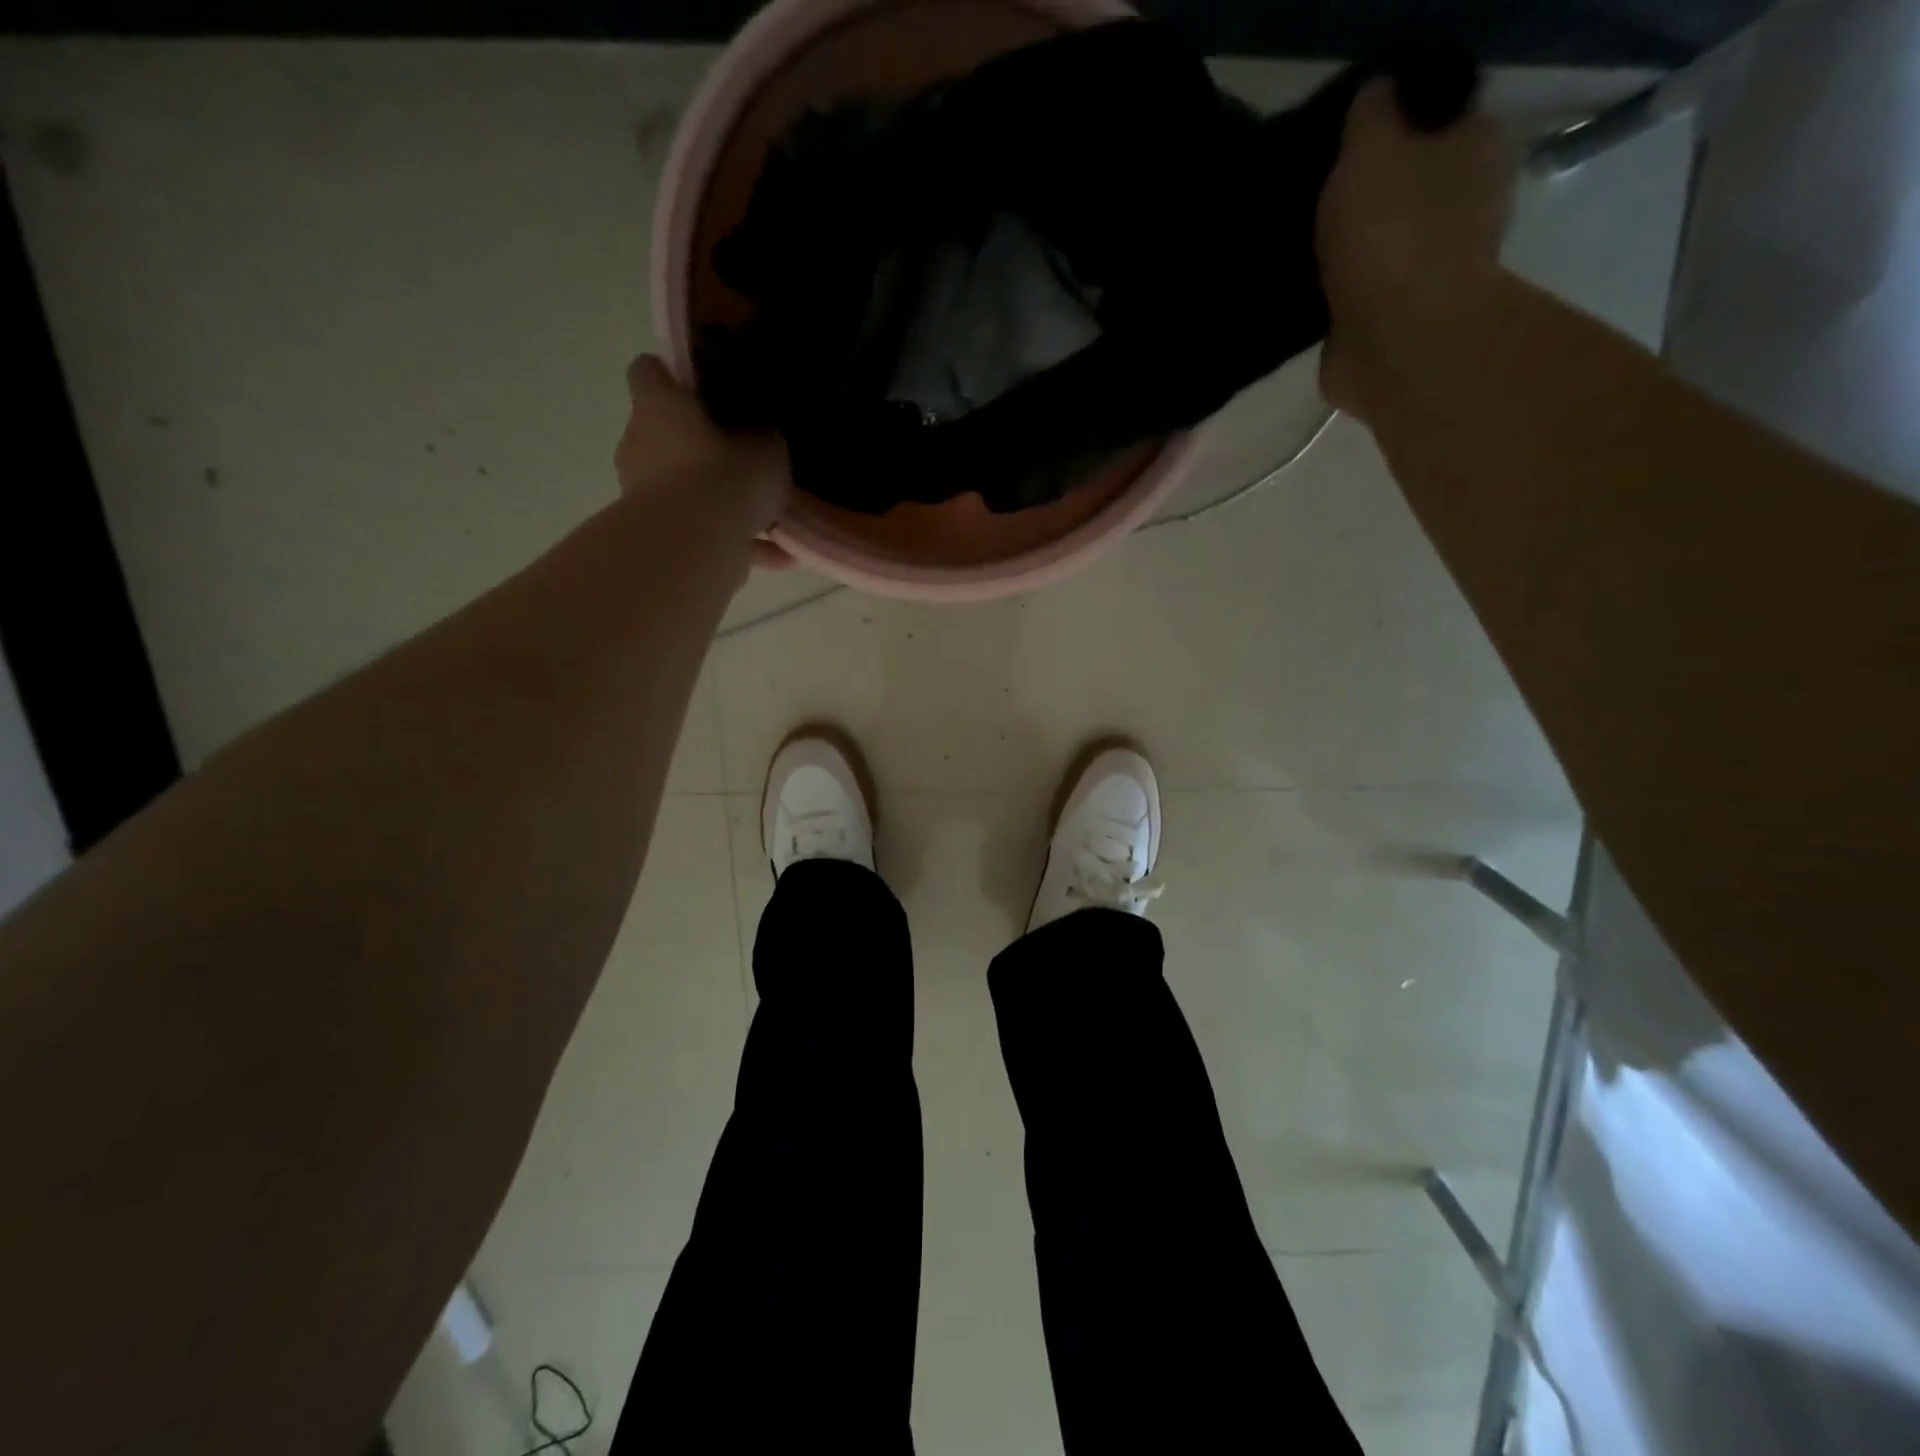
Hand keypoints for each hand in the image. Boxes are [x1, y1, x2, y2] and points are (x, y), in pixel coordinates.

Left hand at [615, 356, 790, 542]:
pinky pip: (698, 532)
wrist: (693, 546)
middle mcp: (640, 443)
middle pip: (665, 435)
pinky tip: (776, 556)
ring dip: (716, 501)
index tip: (703, 390)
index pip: (649, 372)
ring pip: (683, 489)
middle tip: (742, 460)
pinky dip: (733, 542)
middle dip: (699, 448)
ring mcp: (642, 493)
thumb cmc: (725, 479)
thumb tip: (763, 439)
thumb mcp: (767, 452)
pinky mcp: (655, 535)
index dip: (673, 378)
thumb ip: (764, 440)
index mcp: (659, 407)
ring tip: (766, 518)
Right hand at [1316, 81, 1514, 419]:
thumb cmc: (1391, 231)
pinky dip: (1341, 301)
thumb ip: (1371, 116)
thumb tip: (1374, 98)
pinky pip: (1364, 302)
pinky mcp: (1398, 328)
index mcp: (1478, 151)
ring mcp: (1434, 275)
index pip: (1440, 121)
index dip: (1395, 128)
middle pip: (1412, 191)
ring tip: (1303, 250)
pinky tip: (1307, 296)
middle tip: (1318, 200)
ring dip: (1352, 254)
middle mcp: (1470, 210)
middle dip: (1372, 198)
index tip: (1349, 144)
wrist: (1393, 339)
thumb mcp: (1372, 148)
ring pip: (1386, 250)